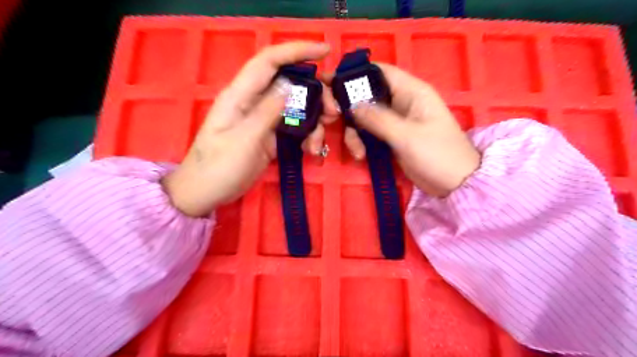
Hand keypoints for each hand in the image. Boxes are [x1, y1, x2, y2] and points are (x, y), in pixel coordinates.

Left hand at [162, 40, 334, 215]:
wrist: (206, 192)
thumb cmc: (218, 167)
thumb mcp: (244, 140)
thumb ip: (267, 112)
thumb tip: (290, 86)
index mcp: (240, 96)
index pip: (269, 61)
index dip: (296, 51)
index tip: (325, 51)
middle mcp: (253, 102)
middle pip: (289, 84)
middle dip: (315, 93)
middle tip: (333, 111)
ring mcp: (262, 120)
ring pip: (295, 108)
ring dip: (314, 119)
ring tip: (320, 139)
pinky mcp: (269, 136)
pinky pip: (293, 128)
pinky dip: (306, 135)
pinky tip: (311, 149)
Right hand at [337, 65, 477, 197]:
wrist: (455, 184)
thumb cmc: (438, 155)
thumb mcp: (407, 135)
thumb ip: (378, 119)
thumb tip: (351, 104)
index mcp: (411, 91)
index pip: (380, 71)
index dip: (355, 73)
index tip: (330, 81)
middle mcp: (401, 102)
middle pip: (366, 94)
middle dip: (348, 107)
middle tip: (332, 118)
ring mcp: (395, 121)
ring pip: (364, 116)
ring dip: (354, 131)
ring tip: (356, 150)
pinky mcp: (391, 137)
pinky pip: (369, 133)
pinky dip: (361, 141)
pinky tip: (360, 156)